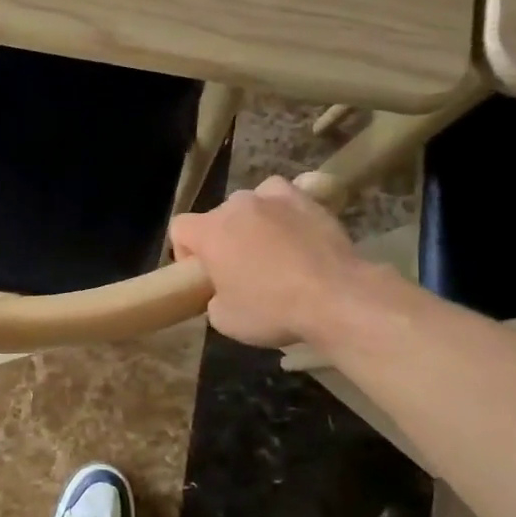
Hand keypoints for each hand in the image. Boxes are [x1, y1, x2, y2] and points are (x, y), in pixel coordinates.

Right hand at [169, 177, 370, 348]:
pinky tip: (292, 229)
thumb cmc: (272, 309)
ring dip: (251, 222)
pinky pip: (283, 196)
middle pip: (216, 217)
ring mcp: (273, 198)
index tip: (203, 276)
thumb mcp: (224, 320)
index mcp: (209, 232)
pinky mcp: (307, 201)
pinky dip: (282, 209)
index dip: (185, 252)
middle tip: (239, 271)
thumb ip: (213, 298)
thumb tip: (222, 292)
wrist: (336, 297)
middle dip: (222, 240)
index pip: (179, 228)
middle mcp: (236, 206)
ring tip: (269, 249)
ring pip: (249, 203)